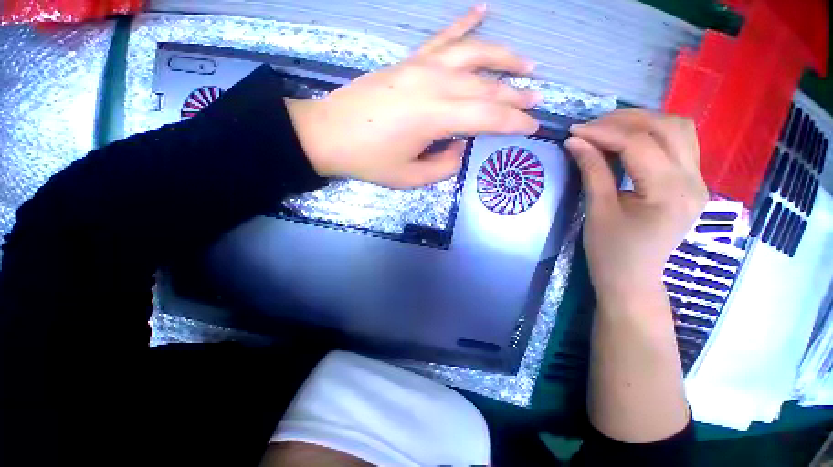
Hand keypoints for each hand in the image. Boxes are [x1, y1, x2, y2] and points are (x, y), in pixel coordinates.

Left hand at [286, 5, 540, 187]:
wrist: (329, 135)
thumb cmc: (369, 161)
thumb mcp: (410, 177)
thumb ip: (443, 165)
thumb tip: (460, 147)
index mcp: (434, 117)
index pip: (487, 116)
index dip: (513, 122)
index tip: (532, 127)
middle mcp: (433, 84)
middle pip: (485, 85)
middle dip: (515, 95)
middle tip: (536, 100)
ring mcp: (420, 67)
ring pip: (473, 54)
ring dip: (503, 58)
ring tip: (527, 65)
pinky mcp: (408, 62)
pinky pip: (442, 37)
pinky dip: (465, 22)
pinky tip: (483, 9)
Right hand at [565, 109, 707, 304]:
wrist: (633, 278)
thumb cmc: (610, 252)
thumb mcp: (597, 211)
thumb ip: (592, 171)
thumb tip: (575, 141)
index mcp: (669, 193)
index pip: (640, 145)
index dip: (603, 132)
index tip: (573, 131)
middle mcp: (694, 181)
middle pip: (668, 127)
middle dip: (625, 120)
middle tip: (590, 127)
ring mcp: (698, 181)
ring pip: (679, 129)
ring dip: (642, 122)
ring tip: (608, 129)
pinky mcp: (691, 182)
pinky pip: (678, 143)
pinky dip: (652, 133)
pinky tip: (627, 140)